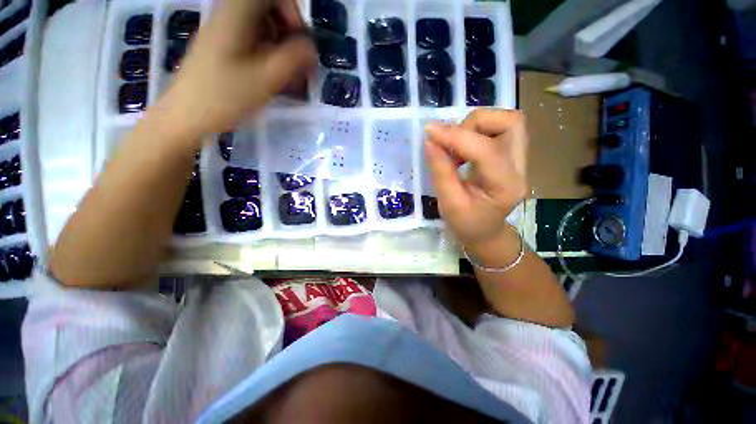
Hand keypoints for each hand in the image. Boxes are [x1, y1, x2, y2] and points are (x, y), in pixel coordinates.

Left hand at [156, 0, 316, 140]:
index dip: (293, 12)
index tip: (299, 40)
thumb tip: (311, 47)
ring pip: (262, 24)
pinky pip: (253, 38)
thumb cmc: (226, 96)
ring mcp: (225, 28)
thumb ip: (295, 58)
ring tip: (287, 74)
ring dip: (281, 45)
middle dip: (289, 31)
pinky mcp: (223, 44)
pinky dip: (268, 53)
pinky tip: (272, 75)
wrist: (187, 115)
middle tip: (297, 61)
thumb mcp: (267, 78)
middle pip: (269, 8)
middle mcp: (229, 12)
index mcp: (237, 11)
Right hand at [424, 110, 528, 246]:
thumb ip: (441, 172)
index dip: (456, 136)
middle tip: (449, 141)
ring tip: (454, 145)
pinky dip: (475, 132)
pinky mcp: (510, 156)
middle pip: (509, 123)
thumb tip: (430, 141)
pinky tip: (461, 149)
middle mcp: (519, 168)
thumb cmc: (466, 225)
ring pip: (505, 122)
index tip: (429, 132)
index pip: (485, 150)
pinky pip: (498, 130)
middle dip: (473, 124)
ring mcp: (519, 160)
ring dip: (475, 126)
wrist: (485, 233)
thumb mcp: (449, 204)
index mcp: (505, 187)